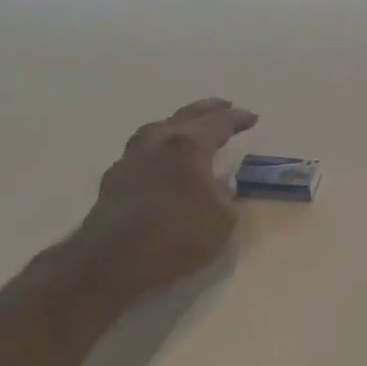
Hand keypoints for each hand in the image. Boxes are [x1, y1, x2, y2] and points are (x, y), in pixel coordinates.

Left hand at [71, 98, 258, 290]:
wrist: (114, 260)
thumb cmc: (178, 235)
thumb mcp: (222, 220)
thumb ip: (225, 196)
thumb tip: (220, 185)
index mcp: (189, 145)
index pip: (219, 122)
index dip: (238, 119)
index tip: (252, 117)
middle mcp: (158, 142)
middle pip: (187, 116)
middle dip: (208, 109)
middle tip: (224, 105)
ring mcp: (131, 158)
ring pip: (157, 129)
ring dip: (177, 124)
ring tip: (187, 127)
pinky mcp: (114, 179)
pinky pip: (141, 152)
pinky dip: (157, 149)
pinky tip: (159, 160)